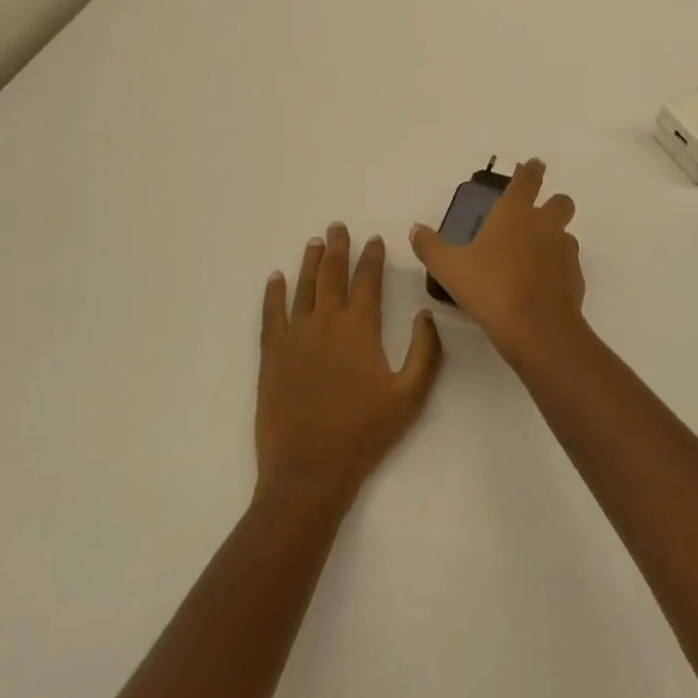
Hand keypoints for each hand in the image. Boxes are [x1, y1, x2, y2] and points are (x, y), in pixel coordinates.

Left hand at [257, 224, 442, 509]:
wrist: (309, 471)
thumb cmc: (365, 433)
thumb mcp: (411, 395)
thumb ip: (425, 352)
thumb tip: (425, 315)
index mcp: (360, 329)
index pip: (367, 281)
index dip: (372, 257)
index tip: (375, 239)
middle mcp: (326, 323)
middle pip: (332, 275)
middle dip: (338, 248)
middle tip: (337, 227)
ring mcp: (295, 337)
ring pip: (303, 288)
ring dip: (310, 263)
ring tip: (315, 243)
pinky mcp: (272, 356)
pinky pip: (271, 315)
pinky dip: (273, 294)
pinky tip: (276, 279)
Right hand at [410, 158, 585, 362]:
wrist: (535, 327)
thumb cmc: (489, 288)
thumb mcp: (449, 268)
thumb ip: (430, 247)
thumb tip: (415, 229)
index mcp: (514, 214)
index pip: (527, 180)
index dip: (531, 170)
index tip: (535, 164)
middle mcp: (544, 225)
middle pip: (561, 202)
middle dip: (554, 203)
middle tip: (538, 215)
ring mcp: (564, 250)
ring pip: (567, 233)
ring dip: (555, 238)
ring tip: (535, 257)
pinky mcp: (575, 276)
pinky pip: (569, 264)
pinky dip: (558, 269)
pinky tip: (542, 286)